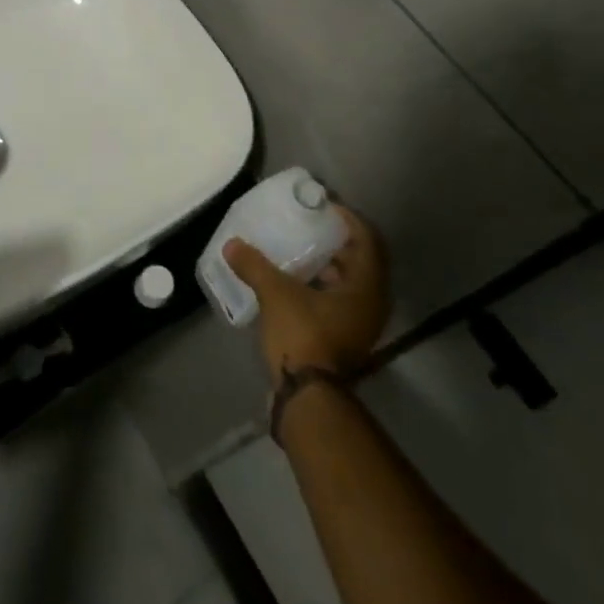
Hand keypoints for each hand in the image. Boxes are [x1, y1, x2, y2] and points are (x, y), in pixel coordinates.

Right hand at [226, 205, 389, 385]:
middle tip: (312, 224)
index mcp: (366, 288)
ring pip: (350, 284)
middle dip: (338, 241)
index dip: (349, 219)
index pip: (367, 240)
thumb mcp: (276, 294)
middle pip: (361, 261)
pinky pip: (340, 301)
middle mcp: (372, 304)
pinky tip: (296, 282)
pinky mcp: (345, 340)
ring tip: (301, 250)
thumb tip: (232, 244)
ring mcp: (361, 325)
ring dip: (331, 266)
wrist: (307, 397)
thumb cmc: (303, 336)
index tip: (325, 206)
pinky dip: (323, 287)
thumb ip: (256, 265)